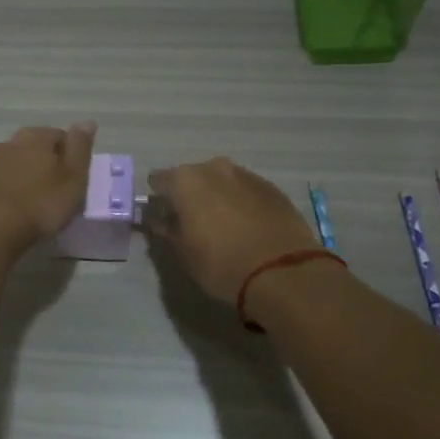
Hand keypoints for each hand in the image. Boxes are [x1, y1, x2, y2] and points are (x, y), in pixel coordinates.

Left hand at [0, 122, 96, 256]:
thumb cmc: (40, 203)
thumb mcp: (73, 176)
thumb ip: (80, 147)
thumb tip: (87, 121)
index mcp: (36, 136)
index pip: (61, 136)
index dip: (72, 158)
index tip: (76, 180)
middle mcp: (10, 142)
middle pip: (37, 149)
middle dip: (48, 165)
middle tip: (58, 192)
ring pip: (18, 165)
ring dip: (28, 178)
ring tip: (38, 203)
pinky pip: (3, 183)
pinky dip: (12, 191)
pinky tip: (17, 210)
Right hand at [145, 157, 320, 301]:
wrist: (282, 271)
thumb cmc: (221, 263)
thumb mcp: (184, 253)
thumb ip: (168, 230)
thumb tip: (160, 220)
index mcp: (185, 180)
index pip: (158, 181)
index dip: (158, 200)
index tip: (163, 219)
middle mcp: (214, 168)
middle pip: (192, 177)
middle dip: (189, 196)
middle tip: (193, 224)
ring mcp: (246, 174)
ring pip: (221, 181)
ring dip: (217, 197)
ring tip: (223, 226)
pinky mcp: (272, 187)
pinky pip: (246, 190)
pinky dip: (241, 203)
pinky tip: (247, 227)